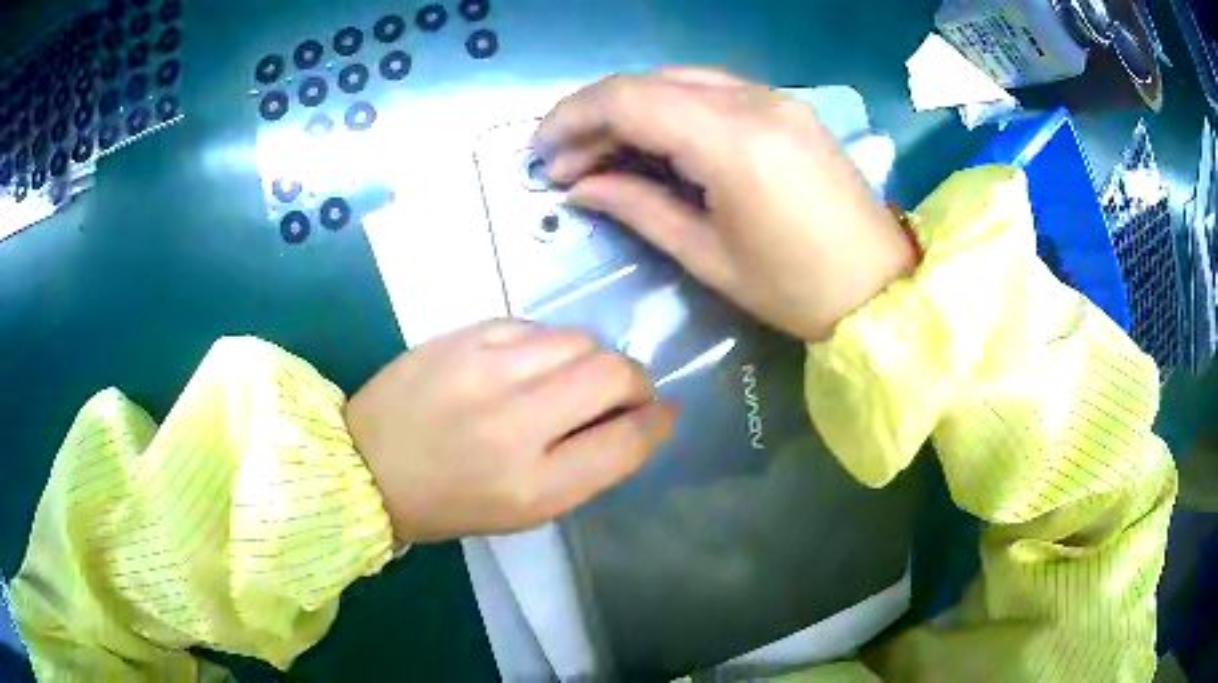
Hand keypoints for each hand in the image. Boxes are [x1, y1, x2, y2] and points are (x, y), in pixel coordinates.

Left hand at [345, 320, 677, 543]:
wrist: (367, 464)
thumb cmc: (449, 502)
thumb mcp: (525, 510)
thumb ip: (585, 467)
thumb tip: (634, 422)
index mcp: (535, 485)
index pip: (627, 441)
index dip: (659, 423)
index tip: (665, 414)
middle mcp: (516, 423)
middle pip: (614, 375)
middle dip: (637, 382)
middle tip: (625, 394)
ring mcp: (487, 369)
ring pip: (580, 340)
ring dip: (593, 359)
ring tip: (573, 379)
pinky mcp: (464, 336)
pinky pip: (536, 327)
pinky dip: (550, 345)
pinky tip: (532, 363)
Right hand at [534, 68, 915, 341]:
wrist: (881, 288)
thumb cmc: (796, 289)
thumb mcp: (708, 256)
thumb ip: (637, 207)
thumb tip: (579, 187)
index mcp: (734, 141)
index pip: (628, 100)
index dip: (571, 120)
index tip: (540, 155)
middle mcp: (754, 101)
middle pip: (648, 83)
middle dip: (595, 116)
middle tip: (566, 164)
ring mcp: (776, 98)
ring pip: (678, 81)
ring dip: (631, 110)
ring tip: (602, 156)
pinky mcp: (787, 106)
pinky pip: (712, 91)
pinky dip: (671, 110)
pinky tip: (655, 143)